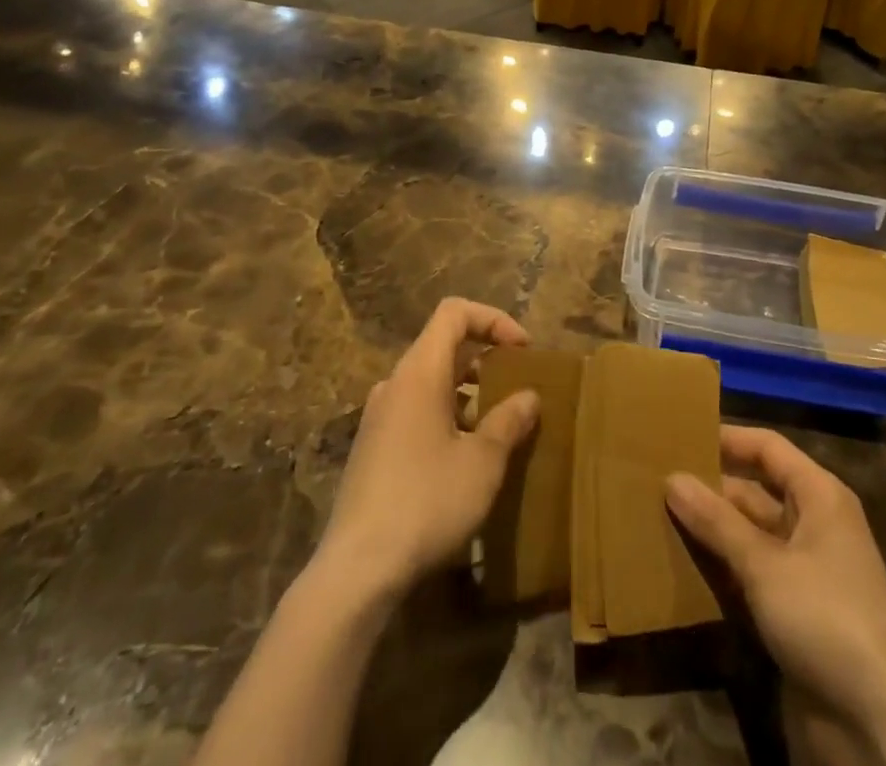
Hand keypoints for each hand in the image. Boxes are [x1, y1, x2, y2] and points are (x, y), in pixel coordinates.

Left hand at [316, 298, 539, 602]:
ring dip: (468, 391)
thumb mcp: (483, 462)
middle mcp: (395, 383)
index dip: (493, 319)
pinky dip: (447, 415)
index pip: (454, 313)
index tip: (523, 350)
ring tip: (498, 426)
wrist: (356, 571)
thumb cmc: (426, 502)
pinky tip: (465, 458)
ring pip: (431, 381)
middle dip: (486, 357)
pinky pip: (416, 410)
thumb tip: (529, 396)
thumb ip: (509, 421)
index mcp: (420, 372)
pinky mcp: (372, 448)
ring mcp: (379, 417)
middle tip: (517, 385)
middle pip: (443, 345)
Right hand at [668, 427, 885, 764]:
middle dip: (710, 489)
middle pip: (754, 492)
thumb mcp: (765, 564)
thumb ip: (717, 521)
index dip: (727, 438)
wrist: (880, 726)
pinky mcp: (794, 615)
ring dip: (710, 532)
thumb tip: (672, 478)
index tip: (680, 435)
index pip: (767, 448)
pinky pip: (750, 577)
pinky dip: (721, 570)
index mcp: (819, 496)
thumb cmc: (826, 618)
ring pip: (748, 536)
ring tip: (656, 519)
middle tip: (655, 481)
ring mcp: (804, 572)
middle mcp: (813, 525)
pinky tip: (680, 569)